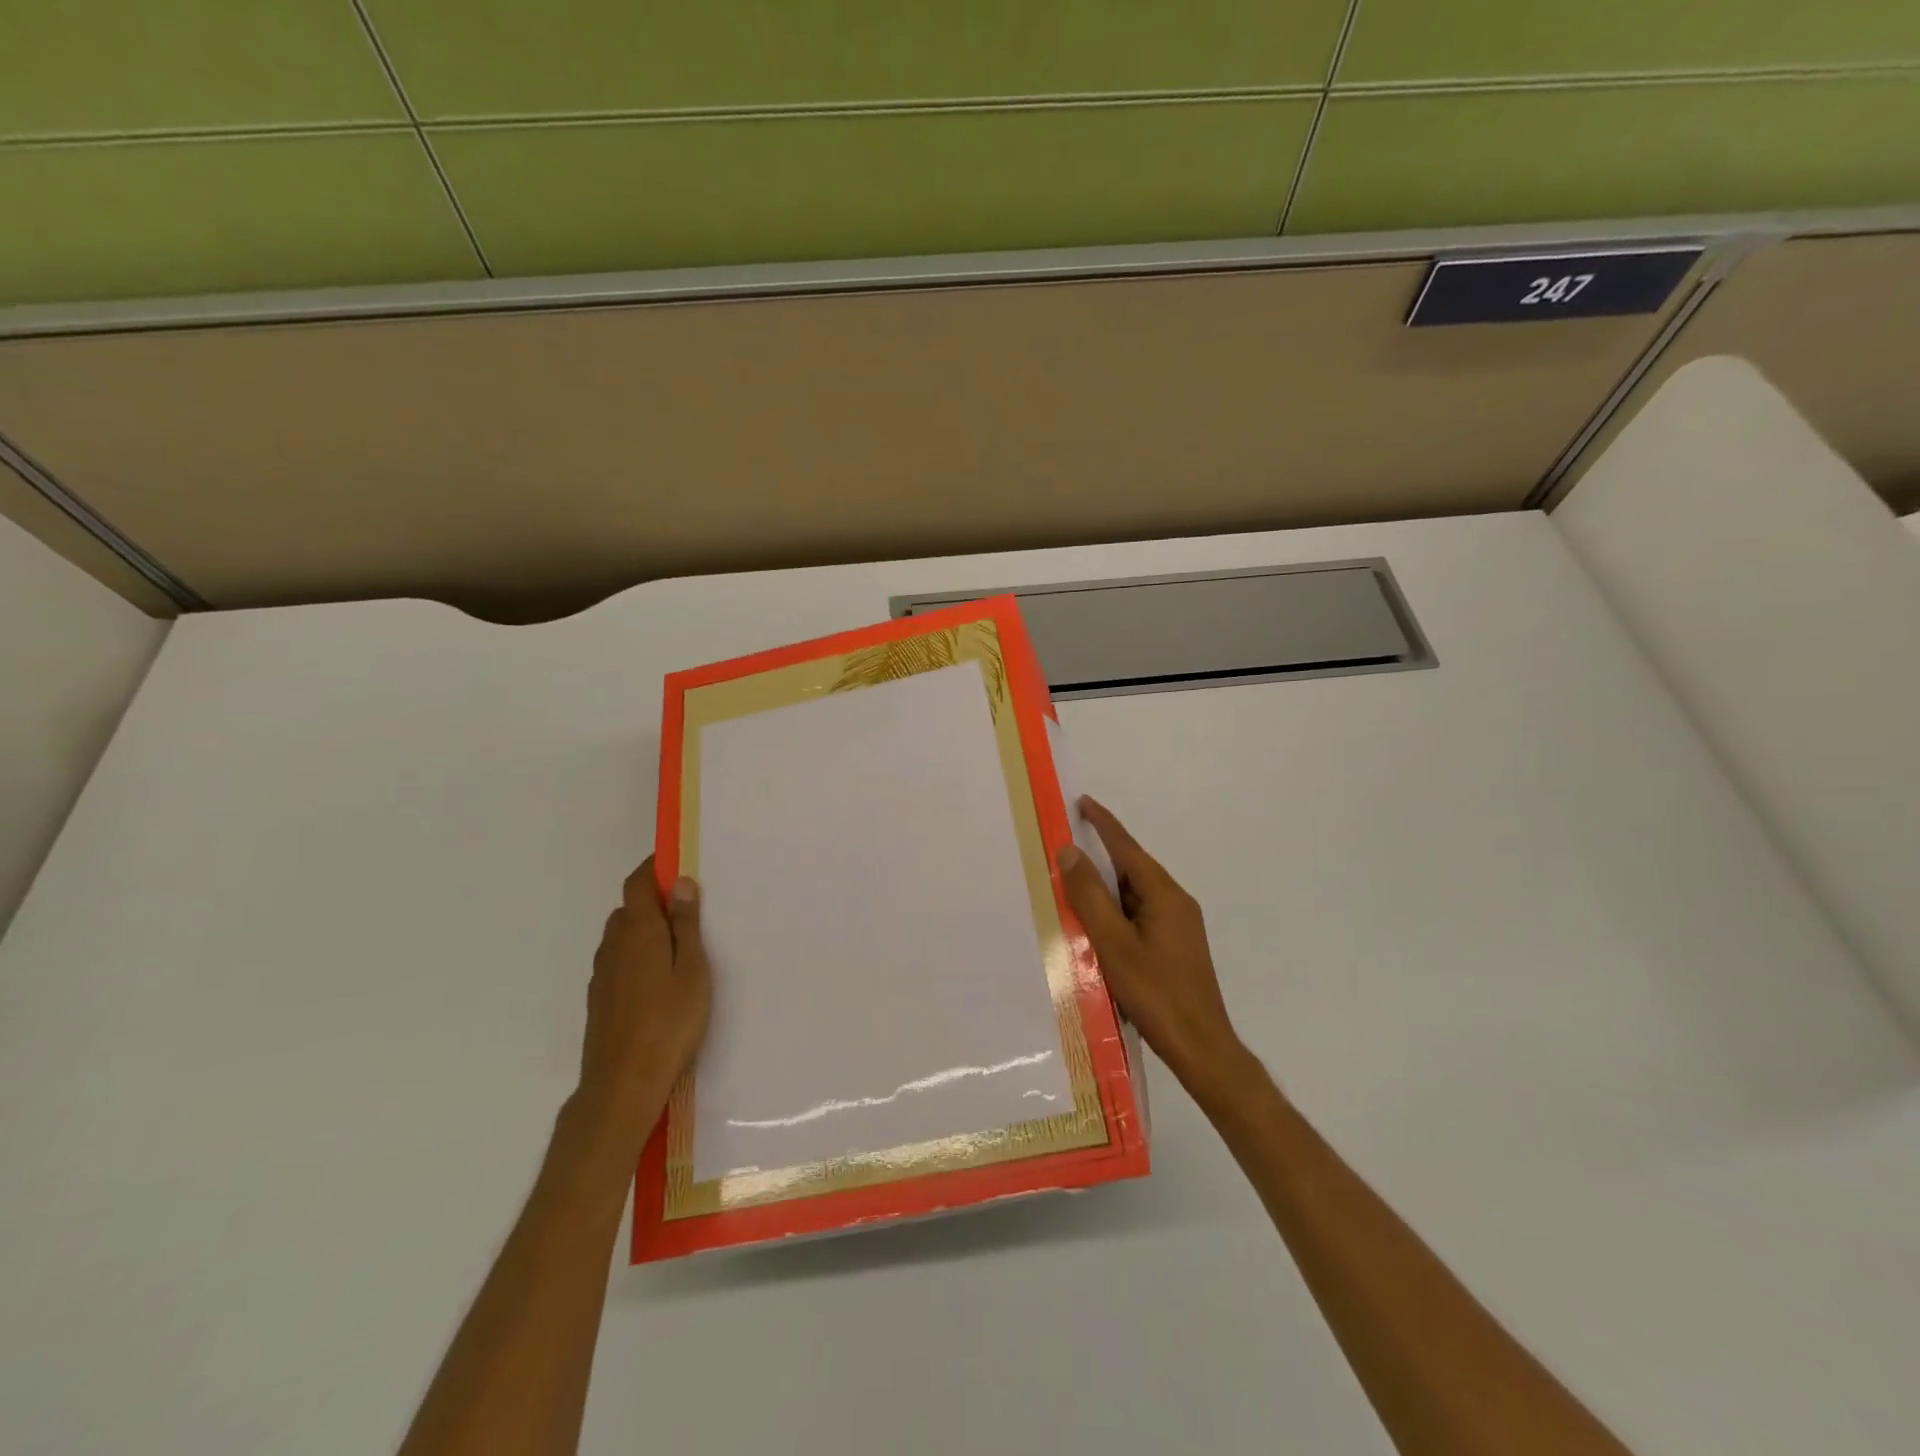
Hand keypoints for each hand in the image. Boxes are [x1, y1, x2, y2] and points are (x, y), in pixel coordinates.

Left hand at [577, 857, 710, 1137]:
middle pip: (629, 908)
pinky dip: (637, 954)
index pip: (638, 883)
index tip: (679, 861)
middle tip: (690, 907)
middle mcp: (613, 945)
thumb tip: (681, 883)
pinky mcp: (600, 999)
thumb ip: (685, 925)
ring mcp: (602, 974)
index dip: (655, 867)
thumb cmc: (669, 1022)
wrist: (622, 1085)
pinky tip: (659, 978)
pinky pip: (619, 960)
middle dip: (654, 899)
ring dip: (645, 928)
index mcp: (638, 931)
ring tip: (679, 943)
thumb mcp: (692, 970)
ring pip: (622, 936)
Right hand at [1058, 798, 1247, 1100]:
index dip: (1104, 824)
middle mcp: (1176, 902)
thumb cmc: (1155, 993)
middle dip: (1101, 857)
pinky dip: (1117, 911)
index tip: (1083, 802)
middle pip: (1132, 869)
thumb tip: (1070, 852)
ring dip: (1107, 889)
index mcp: (1165, 895)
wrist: (1201, 1047)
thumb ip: (1090, 896)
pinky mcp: (1176, 947)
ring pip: (1136, 895)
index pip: (1128, 848)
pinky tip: (1097, 927)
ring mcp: (1179, 926)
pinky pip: (1140, 915)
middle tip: (1065, 849)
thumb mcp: (1113, 943)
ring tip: (1073, 888)